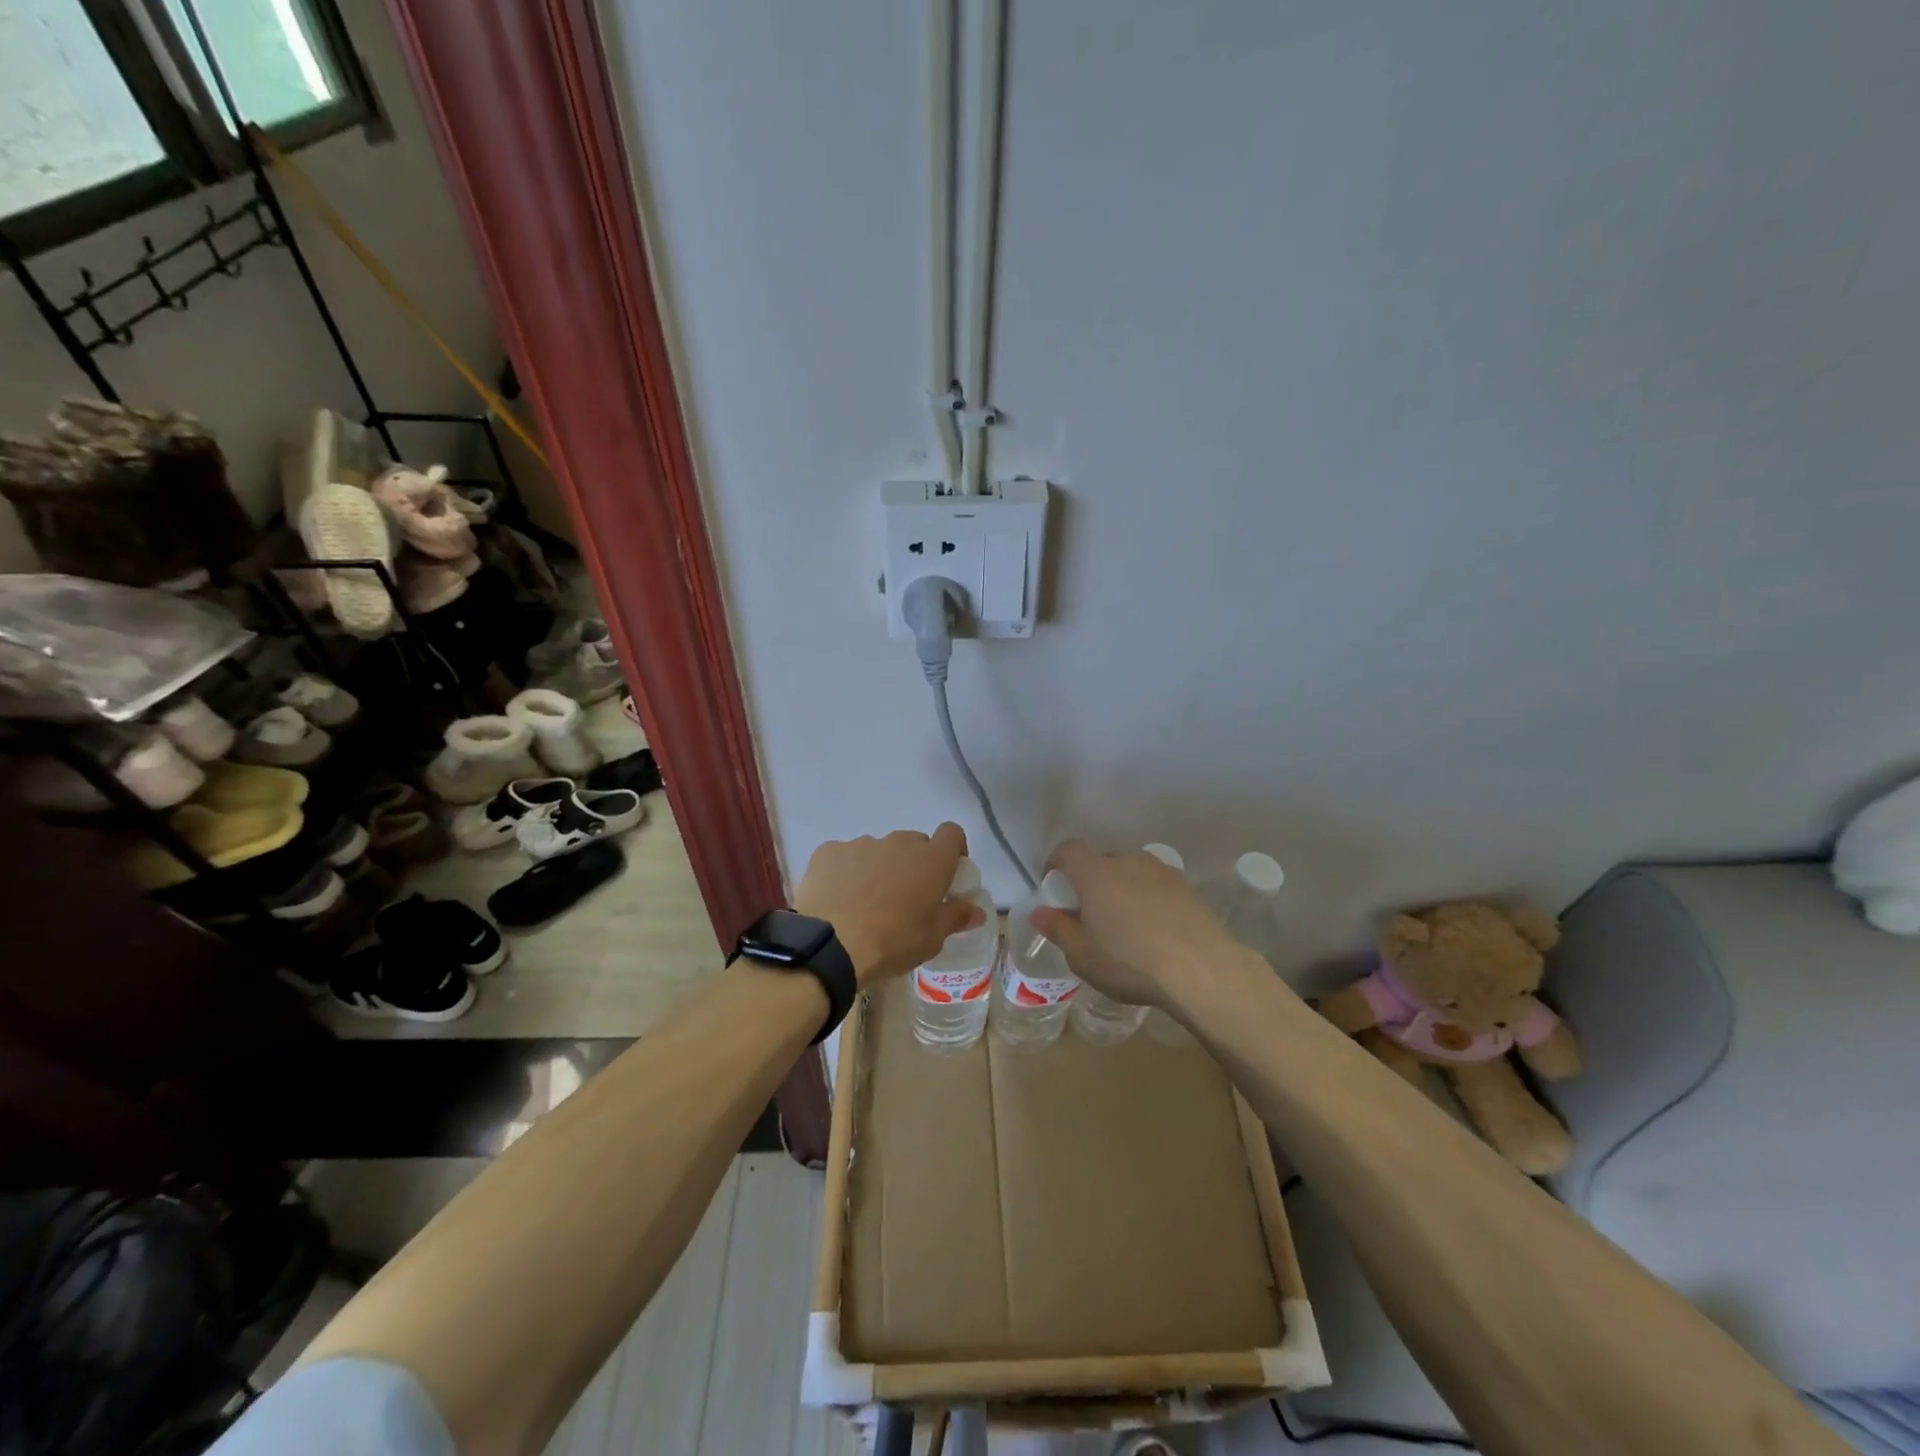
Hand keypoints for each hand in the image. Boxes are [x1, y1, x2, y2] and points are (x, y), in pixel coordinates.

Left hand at [794, 824, 981, 985]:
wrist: (832, 945)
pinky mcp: (830, 851)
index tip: (948, 872)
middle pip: (914, 843)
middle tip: (906, 896)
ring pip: (879, 850)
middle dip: (914, 863)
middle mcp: (899, 843)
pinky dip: (846, 872)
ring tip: (866, 902)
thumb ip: (955, 917)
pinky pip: (845, 857)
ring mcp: (862, 843)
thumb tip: (976, 911)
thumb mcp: (932, 939)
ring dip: (879, 868)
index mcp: (931, 860)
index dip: (953, 849)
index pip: (952, 834)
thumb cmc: (893, 942)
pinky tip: (838, 898)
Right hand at [1028, 839, 1243, 1008]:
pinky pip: (1156, 885)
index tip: (1053, 883)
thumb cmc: (1130, 961)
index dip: (1057, 861)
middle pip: (1102, 860)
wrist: (1201, 969)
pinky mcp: (1187, 887)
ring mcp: (1161, 871)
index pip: (1069, 850)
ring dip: (1122, 888)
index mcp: (1096, 873)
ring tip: (1125, 922)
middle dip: (1091, 880)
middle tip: (1090, 911)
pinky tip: (1154, 928)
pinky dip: (1148, 898)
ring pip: (1132, 871)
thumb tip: (1039, 912)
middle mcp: (1127, 862)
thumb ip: (1058, 929)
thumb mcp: (1083, 955)